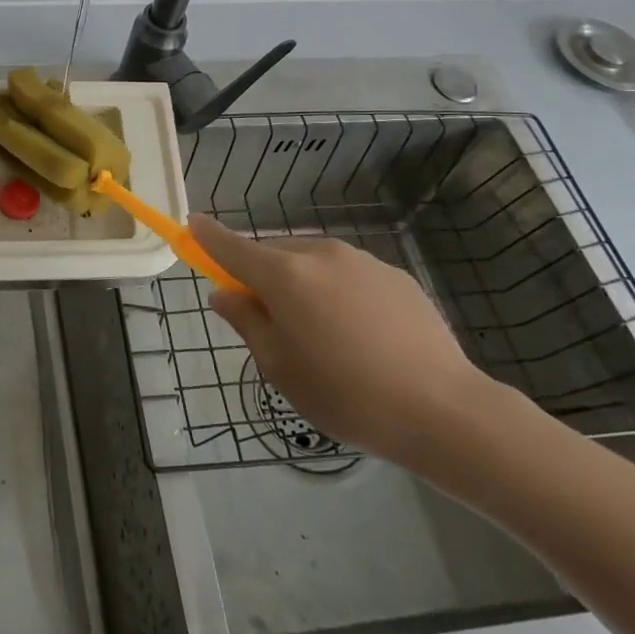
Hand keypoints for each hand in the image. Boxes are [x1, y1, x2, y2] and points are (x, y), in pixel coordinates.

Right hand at [190, 214, 497, 464]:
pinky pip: (347, 272)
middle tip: (267, 316)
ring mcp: (361, 260)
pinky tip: (357, 332)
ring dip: (299, 280)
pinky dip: (336, 289)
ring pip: (311, 260)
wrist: (442, 409)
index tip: (192, 225)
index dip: (208, 236)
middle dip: (260, 272)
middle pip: (273, 252)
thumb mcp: (280, 367)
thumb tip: (224, 294)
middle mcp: (319, 254)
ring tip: (319, 330)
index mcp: (283, 275)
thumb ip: (247, 322)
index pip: (231, 246)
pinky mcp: (394, 274)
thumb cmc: (346, 394)